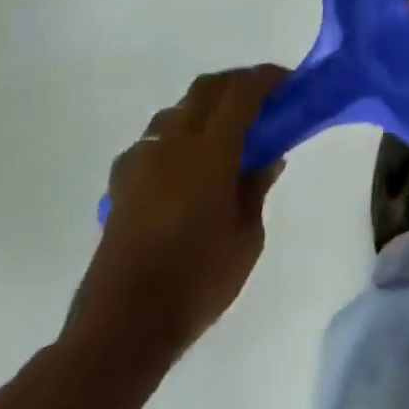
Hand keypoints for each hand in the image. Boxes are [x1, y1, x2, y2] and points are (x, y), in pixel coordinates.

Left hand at [66, 66, 289, 360]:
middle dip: (236, 83)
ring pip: (175, 111)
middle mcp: (173, 144)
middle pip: (206, 89)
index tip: (288, 81)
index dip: (267, 78)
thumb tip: (267, 159)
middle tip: (261, 98)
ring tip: (223, 132)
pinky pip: (151, 143)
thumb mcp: (247, 238)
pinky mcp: (120, 187)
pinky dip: (173, 139)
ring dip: (203, 108)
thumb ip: (256, 189)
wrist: (121, 330)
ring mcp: (141, 163)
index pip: (242, 92)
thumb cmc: (197, 281)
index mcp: (210, 150)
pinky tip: (182, 166)